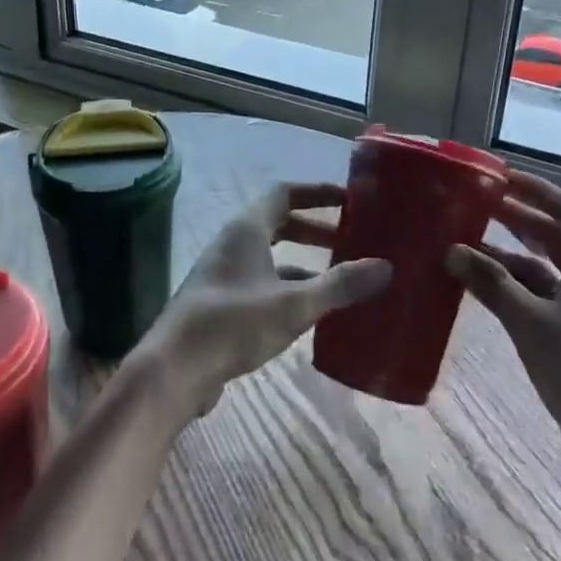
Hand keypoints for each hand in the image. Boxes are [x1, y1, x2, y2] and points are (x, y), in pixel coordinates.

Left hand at [142, 182, 390, 416]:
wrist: (174, 369)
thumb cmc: (234, 323)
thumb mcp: (294, 305)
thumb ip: (339, 285)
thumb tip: (385, 267)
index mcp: (247, 229)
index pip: (285, 193)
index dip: (318, 192)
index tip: (351, 199)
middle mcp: (234, 243)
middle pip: (279, 223)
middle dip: (316, 229)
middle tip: (352, 240)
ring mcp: (225, 274)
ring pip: (272, 256)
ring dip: (304, 262)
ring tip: (341, 278)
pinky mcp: (222, 303)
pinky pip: (263, 283)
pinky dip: (289, 288)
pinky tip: (312, 312)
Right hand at [445, 171, 560, 473]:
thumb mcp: (530, 323)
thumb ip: (491, 284)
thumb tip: (452, 250)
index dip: (539, 190)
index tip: (502, 177)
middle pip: (556, 237)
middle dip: (519, 218)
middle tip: (477, 205)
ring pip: (544, 269)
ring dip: (509, 256)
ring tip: (466, 244)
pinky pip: (539, 297)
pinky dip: (511, 288)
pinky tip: (480, 288)